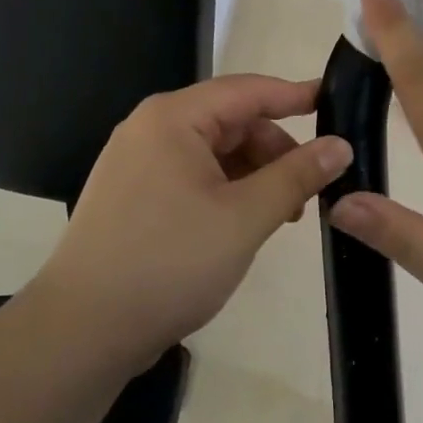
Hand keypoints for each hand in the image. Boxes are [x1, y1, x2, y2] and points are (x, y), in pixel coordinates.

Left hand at [35, 76, 351, 371]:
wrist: (82, 332)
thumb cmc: (168, 263)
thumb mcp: (245, 217)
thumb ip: (297, 175)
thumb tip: (340, 145)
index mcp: (173, 118)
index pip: (248, 90)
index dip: (296, 95)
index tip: (336, 103)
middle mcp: (151, 129)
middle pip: (231, 122)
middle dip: (275, 150)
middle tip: (310, 189)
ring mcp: (138, 164)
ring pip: (214, 153)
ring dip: (254, 175)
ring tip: (282, 215)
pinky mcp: (134, 197)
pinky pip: (193, 177)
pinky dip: (227, 192)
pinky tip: (245, 224)